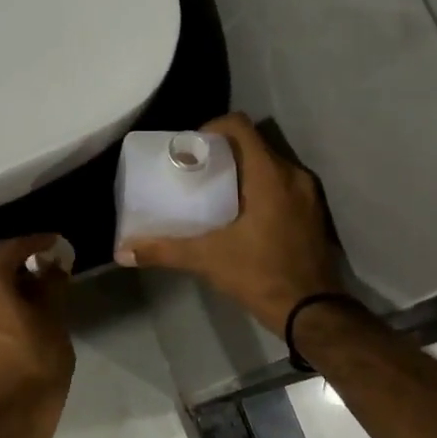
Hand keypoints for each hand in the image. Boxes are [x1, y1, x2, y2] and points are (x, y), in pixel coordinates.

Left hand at [0, 235, 76, 418]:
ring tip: (19, 278)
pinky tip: (8, 297)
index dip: (35, 242)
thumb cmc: (38, 361)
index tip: (53, 242)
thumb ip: (51, 283)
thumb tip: (53, 265)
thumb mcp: (54, 317)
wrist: (14, 410)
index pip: (11, 247)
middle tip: (26, 257)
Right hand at [114, 112, 342, 332]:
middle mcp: (292, 175)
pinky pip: (284, 185)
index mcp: (268, 175)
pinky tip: (243, 214)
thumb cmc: (260, 275)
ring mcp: (308, 194)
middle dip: (224, 152)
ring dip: (244, 171)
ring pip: (270, 165)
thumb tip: (123, 251)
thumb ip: (164, 250)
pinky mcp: (313, 212)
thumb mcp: (207, 260)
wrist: (311, 311)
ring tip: (216, 193)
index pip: (240, 126)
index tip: (191, 149)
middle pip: (254, 144)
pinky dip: (262, 189)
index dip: (212, 128)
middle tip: (197, 172)